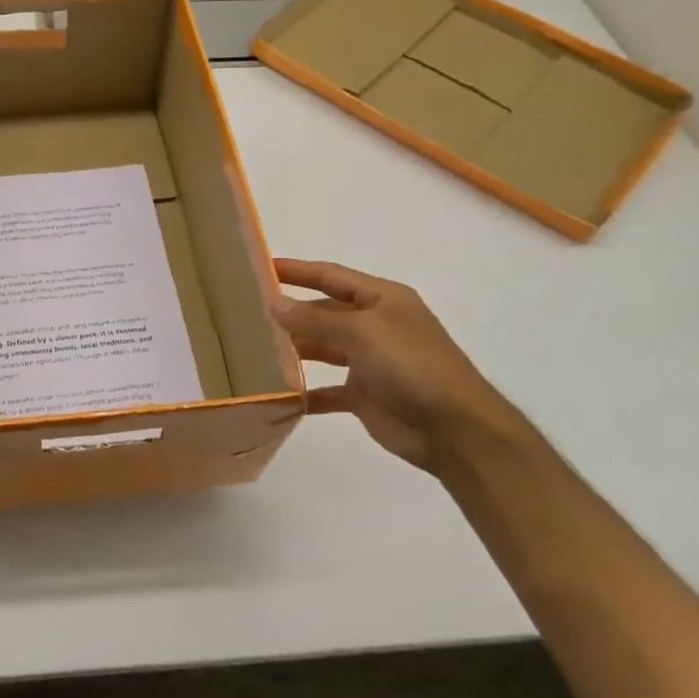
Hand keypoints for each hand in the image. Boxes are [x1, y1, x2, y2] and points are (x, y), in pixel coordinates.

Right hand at [270, 259, 518, 472]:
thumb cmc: (412, 366)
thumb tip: (273, 303)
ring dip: (293, 350)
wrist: (453, 429)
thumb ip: (315, 318)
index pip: (331, 276)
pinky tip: (277, 396)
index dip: (296, 270)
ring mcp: (369, 362)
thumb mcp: (362, 333)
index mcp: (382, 300)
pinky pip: (326, 390)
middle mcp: (375, 326)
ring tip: (253, 351)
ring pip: (322, 349)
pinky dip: (304, 393)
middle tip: (245, 313)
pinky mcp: (364, 395)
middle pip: (323, 312)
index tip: (259, 267)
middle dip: (289, 313)